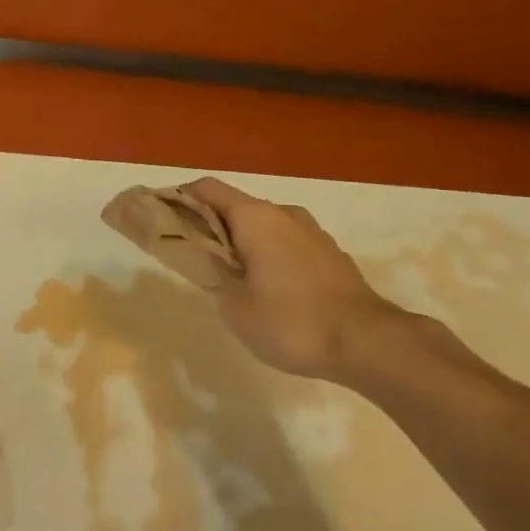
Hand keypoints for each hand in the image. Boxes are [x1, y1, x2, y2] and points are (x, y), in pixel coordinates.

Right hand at [182, 178, 406, 382]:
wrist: (366, 341)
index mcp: (255, 217)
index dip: (180, 199)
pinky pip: (287, 242)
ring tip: (232, 279)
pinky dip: (268, 254)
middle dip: (211, 226)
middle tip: (194, 258)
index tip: (163, 220)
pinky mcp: (329, 252)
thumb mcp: (236, 306)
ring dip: (242, 243)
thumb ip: (215, 274)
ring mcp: (312, 231)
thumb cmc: (291, 322)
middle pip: (236, 207)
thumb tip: (213, 260)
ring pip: (264, 226)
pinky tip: (270, 289)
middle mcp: (284, 213)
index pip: (207, 189)